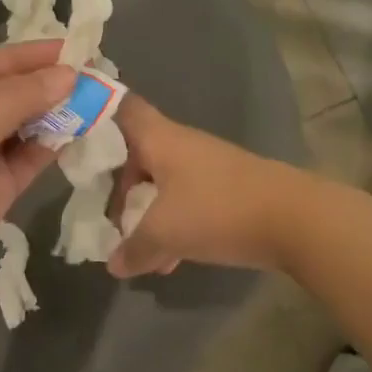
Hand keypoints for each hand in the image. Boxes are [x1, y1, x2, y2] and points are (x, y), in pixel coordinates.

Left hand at [0, 41, 73, 324]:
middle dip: (43, 84)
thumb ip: (13, 101)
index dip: (24, 56)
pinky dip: (50, 147)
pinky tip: (77, 134)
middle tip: (91, 76)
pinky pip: (26, 160)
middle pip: (3, 95)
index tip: (69, 50)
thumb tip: (67, 75)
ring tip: (93, 102)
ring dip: (52, 115)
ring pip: (19, 128)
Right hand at [109, 96, 300, 277]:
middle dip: (119, 188)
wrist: (295, 219)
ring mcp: (207, 166)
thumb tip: (113, 264)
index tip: (76, 140)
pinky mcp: (227, 189)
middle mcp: (181, 144)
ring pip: (162, 183)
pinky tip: (171, 261)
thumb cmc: (218, 210)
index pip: (122, 108)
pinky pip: (186, 201)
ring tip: (138, 252)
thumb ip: (133, 248)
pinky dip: (173, 224)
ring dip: (147, 213)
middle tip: (106, 218)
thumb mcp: (165, 232)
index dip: (97, 116)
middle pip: (137, 154)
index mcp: (160, 139)